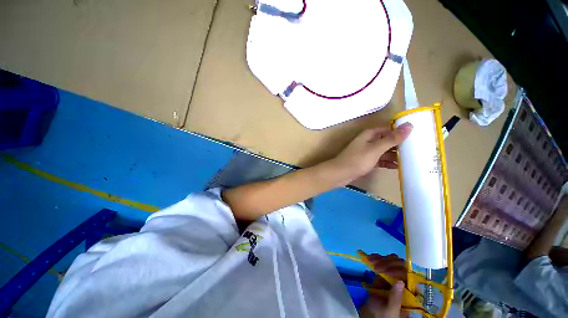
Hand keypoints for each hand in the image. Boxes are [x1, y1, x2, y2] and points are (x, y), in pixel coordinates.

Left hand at [330, 123, 412, 182]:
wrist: (340, 174)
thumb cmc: (357, 160)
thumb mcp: (376, 149)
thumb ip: (392, 139)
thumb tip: (409, 125)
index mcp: (370, 134)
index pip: (388, 129)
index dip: (401, 131)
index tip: (417, 136)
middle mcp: (369, 141)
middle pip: (387, 140)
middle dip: (400, 145)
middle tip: (417, 150)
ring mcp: (367, 152)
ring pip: (384, 151)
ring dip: (395, 155)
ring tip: (411, 159)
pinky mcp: (366, 161)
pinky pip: (380, 160)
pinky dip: (387, 162)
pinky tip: (398, 167)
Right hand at [360, 253, 407, 317]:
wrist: (371, 314)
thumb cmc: (383, 316)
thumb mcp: (390, 311)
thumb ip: (396, 298)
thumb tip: (400, 281)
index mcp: (410, 292)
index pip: (409, 276)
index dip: (399, 271)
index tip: (387, 272)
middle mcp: (404, 282)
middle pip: (401, 266)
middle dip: (388, 263)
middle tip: (376, 267)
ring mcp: (393, 276)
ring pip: (392, 261)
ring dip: (381, 259)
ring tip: (371, 261)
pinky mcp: (384, 273)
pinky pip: (383, 261)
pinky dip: (376, 258)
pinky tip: (370, 258)